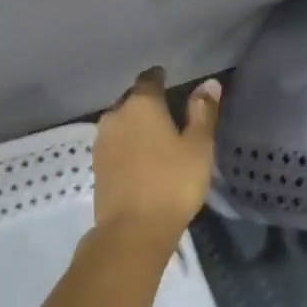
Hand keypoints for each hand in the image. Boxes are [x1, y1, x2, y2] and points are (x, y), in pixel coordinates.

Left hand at [93, 68, 219, 242]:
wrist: (133, 229)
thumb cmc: (173, 183)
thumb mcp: (198, 147)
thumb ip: (203, 113)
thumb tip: (209, 83)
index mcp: (141, 105)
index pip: (149, 79)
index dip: (160, 77)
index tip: (170, 80)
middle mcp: (115, 116)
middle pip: (131, 100)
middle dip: (147, 103)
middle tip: (168, 113)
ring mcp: (102, 142)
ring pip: (121, 123)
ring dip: (136, 126)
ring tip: (156, 137)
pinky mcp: (97, 166)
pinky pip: (115, 145)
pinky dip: (128, 146)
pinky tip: (141, 158)